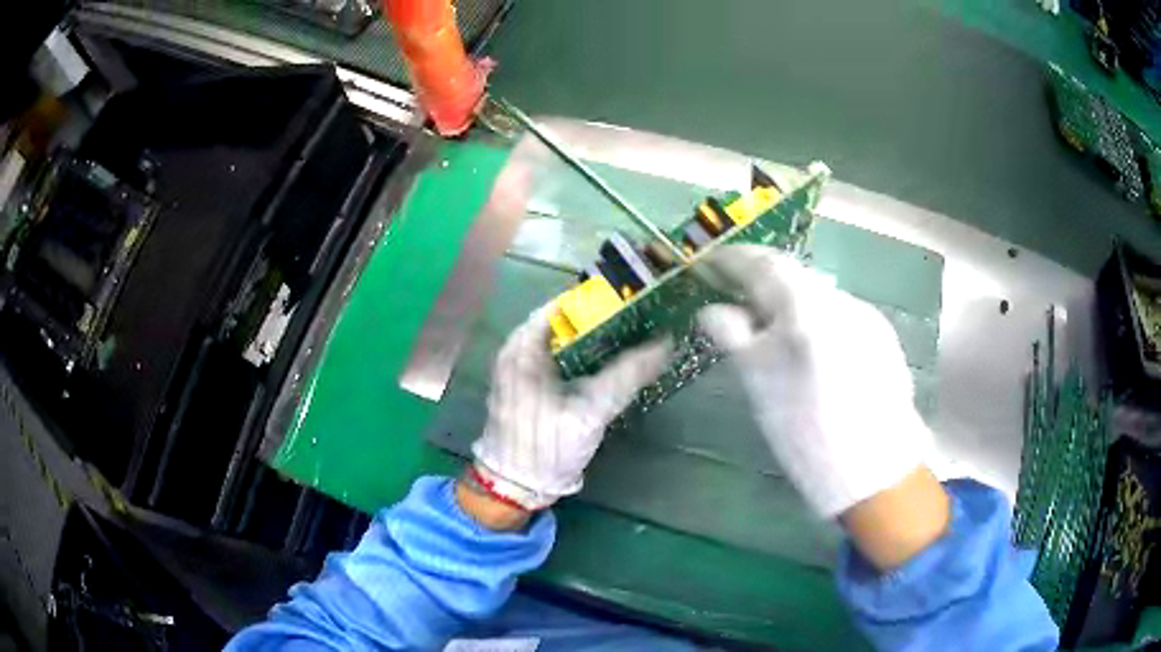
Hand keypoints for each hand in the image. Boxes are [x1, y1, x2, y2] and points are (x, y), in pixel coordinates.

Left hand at [467, 306, 670, 511]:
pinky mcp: (534, 388)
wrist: (515, 487)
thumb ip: (627, 375)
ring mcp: (526, 370)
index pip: (564, 304)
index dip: (600, 299)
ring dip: (601, 341)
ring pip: (568, 343)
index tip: (635, 298)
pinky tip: (618, 363)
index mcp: (523, 346)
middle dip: (605, 320)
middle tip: (645, 317)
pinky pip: (566, 362)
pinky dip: (591, 360)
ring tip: (639, 334)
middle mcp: (520, 350)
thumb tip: (666, 341)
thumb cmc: (545, 444)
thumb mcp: (590, 409)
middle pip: (568, 322)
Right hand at [697, 245, 935, 519]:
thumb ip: (734, 336)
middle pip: (794, 275)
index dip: (731, 260)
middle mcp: (841, 299)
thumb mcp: (759, 385)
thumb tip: (713, 310)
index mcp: (807, 306)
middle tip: (734, 298)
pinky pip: (840, 316)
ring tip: (771, 331)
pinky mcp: (883, 338)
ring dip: (790, 303)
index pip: (762, 263)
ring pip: (818, 296)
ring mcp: (867, 317)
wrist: (874, 471)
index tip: (709, 265)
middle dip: (761, 281)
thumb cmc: (806, 432)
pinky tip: (812, 352)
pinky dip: (816, 322)